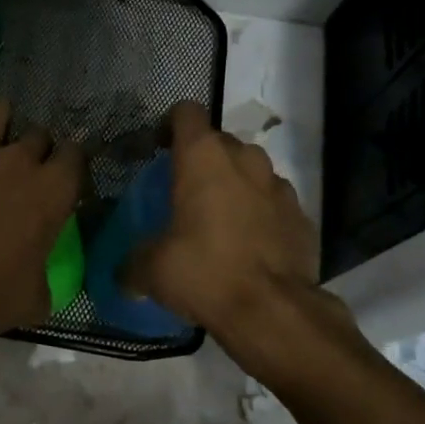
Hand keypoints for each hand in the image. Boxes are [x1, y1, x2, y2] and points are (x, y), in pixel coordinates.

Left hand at [0, 96, 82, 345]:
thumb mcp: (37, 297)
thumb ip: (43, 280)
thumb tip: (39, 287)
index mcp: (54, 190)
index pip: (76, 155)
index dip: (70, 163)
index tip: (64, 175)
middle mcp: (21, 161)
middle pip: (39, 133)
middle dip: (36, 146)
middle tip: (24, 167)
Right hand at [128, 101, 320, 341]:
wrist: (274, 311)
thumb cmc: (205, 272)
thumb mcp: (152, 269)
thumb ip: (132, 262)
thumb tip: (122, 274)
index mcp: (203, 157)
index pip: (186, 112)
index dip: (170, 125)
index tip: (159, 149)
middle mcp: (244, 159)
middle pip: (220, 141)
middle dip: (203, 159)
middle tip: (185, 191)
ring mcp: (279, 185)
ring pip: (251, 169)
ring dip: (235, 183)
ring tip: (220, 217)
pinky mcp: (302, 215)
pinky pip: (274, 201)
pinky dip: (261, 212)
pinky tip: (250, 243)